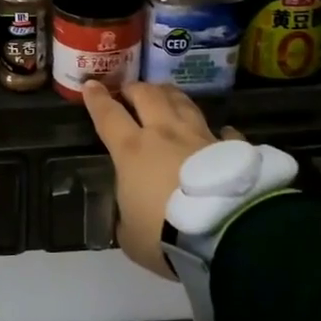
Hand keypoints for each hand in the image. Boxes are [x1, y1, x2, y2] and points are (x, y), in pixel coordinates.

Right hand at [81, 81, 239, 278]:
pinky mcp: (230, 150)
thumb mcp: (130, 236)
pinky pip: (223, 133)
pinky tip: (222, 133)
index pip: (108, 116)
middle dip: (134, 89)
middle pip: (147, 96)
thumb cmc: (165, 236)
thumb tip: (132, 216)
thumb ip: (127, 218)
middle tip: (129, 90)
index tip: (91, 85)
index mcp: (132, 151)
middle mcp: (165, 134)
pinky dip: (219, 132)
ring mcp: (200, 137)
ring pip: (182, 103)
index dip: (97, 99)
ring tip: (165, 94)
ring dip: (170, 95)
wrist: (223, 235)